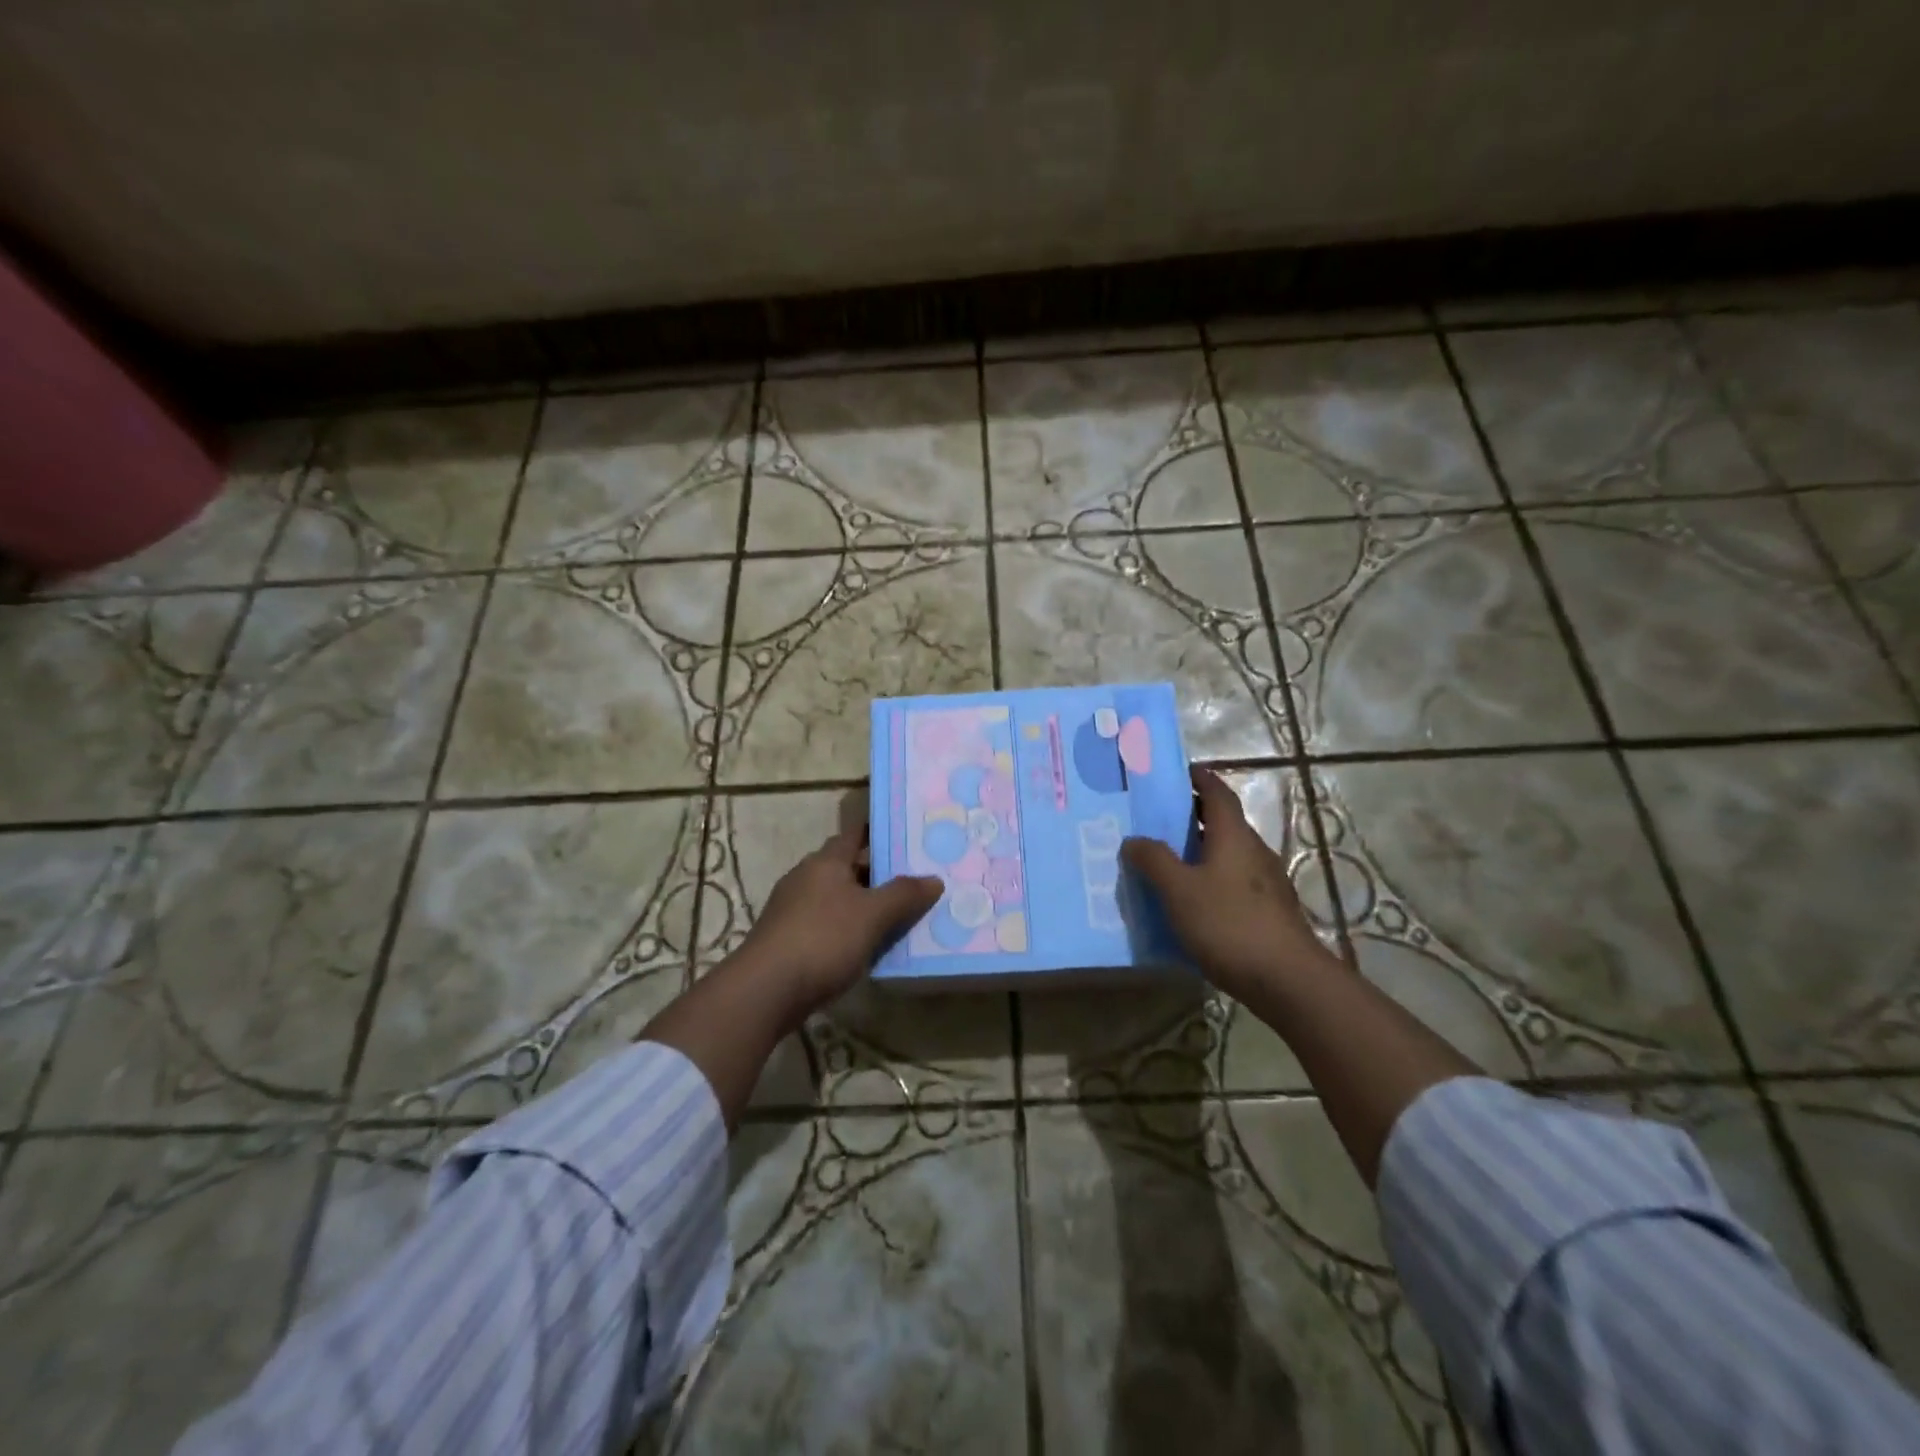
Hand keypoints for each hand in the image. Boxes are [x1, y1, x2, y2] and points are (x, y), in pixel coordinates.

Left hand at [736, 823, 942, 1022]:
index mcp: (825, 862)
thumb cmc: (823, 939)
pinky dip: (846, 929)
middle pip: (846, 867)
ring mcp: (792, 909)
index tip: (904, 836)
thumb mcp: (873, 915)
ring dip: (862, 904)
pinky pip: (825, 924)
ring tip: (896, 916)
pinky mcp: (786, 939)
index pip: (854, 834)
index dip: (877, 832)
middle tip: (912, 881)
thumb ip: (904, 895)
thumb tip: (934, 879)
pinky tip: (865, 946)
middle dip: (876, 873)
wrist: (766, 990)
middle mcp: (805, 877)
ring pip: (836, 898)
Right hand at [1121, 767, 1341, 998]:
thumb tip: (1134, 839)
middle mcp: (1253, 851)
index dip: (1200, 778)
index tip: (1178, 770)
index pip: (1218, 793)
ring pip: (1228, 853)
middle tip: (1158, 816)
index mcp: (1233, 836)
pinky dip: (1210, 877)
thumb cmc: (1228, 923)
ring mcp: (1265, 882)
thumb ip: (1154, 861)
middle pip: (1223, 822)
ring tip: (1167, 859)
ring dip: (1200, 849)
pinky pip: (1233, 881)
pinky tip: (1190, 900)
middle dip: (1194, 814)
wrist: (1287, 980)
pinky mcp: (1268, 911)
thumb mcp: (1179, 890)